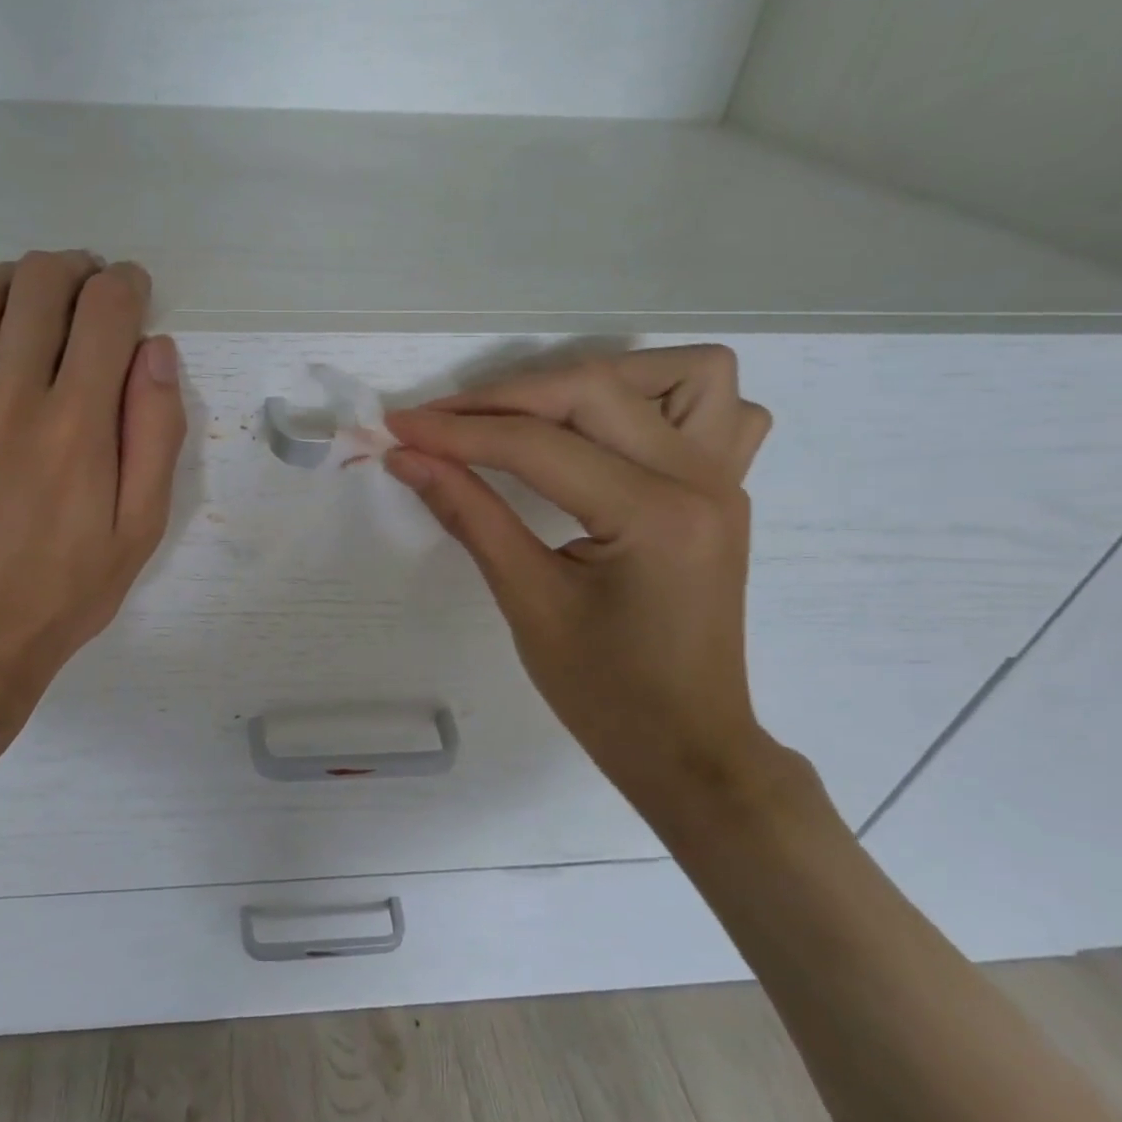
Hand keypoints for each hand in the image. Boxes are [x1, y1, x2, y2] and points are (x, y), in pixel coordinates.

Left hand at [0, 252, 186, 767]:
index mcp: (77, 425)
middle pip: (40, 282)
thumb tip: (156, 350)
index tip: (133, 294)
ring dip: (12, 277)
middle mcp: (8, 396)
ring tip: (29, 302)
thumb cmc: (64, 592)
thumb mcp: (141, 529)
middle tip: (89, 293)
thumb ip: (156, 434)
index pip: (106, 309)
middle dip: (77, 270)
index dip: (128, 285)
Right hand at [384, 347, 792, 826]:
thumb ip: (468, 514)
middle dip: (505, 398)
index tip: (396, 427)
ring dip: (599, 379)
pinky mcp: (724, 490)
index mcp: (654, 516)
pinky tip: (611, 433)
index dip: (456, 432)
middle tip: (441, 424)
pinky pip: (720, 410)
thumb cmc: (605, 694)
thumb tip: (406, 458)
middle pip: (595, 389)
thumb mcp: (527, 602)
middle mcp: (701, 480)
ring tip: (536, 414)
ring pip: (683, 374)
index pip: (537, 446)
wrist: (689, 748)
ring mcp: (725, 480)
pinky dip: (660, 400)